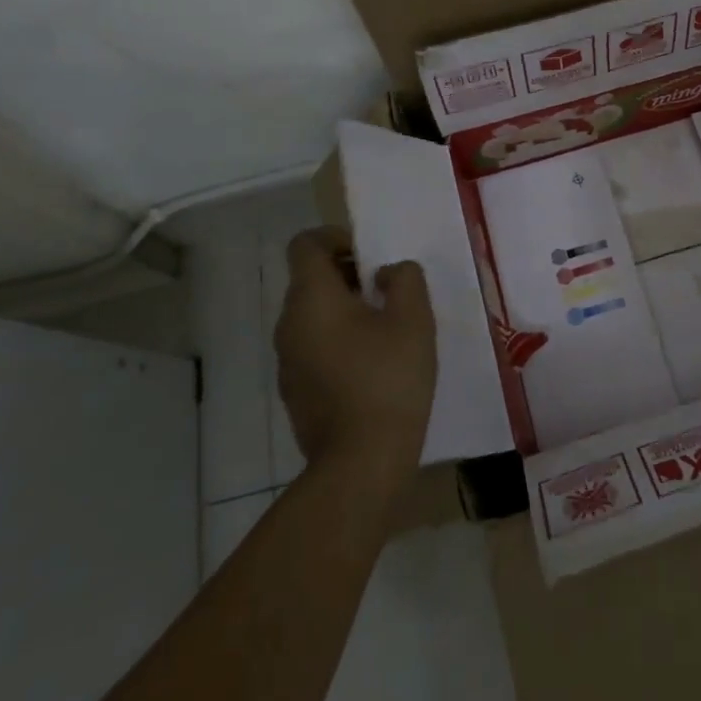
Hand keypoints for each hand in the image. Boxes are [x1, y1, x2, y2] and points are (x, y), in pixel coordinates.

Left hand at [275, 227, 436, 484]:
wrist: (360, 464)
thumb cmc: (388, 379)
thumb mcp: (413, 318)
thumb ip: (404, 278)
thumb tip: (387, 273)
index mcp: (311, 297)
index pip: (305, 244)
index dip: (335, 236)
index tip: (369, 254)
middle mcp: (288, 324)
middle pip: (310, 279)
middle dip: (348, 274)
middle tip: (388, 290)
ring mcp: (286, 361)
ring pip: (312, 315)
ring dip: (344, 309)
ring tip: (386, 328)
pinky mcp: (295, 391)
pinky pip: (313, 347)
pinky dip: (338, 340)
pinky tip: (373, 364)